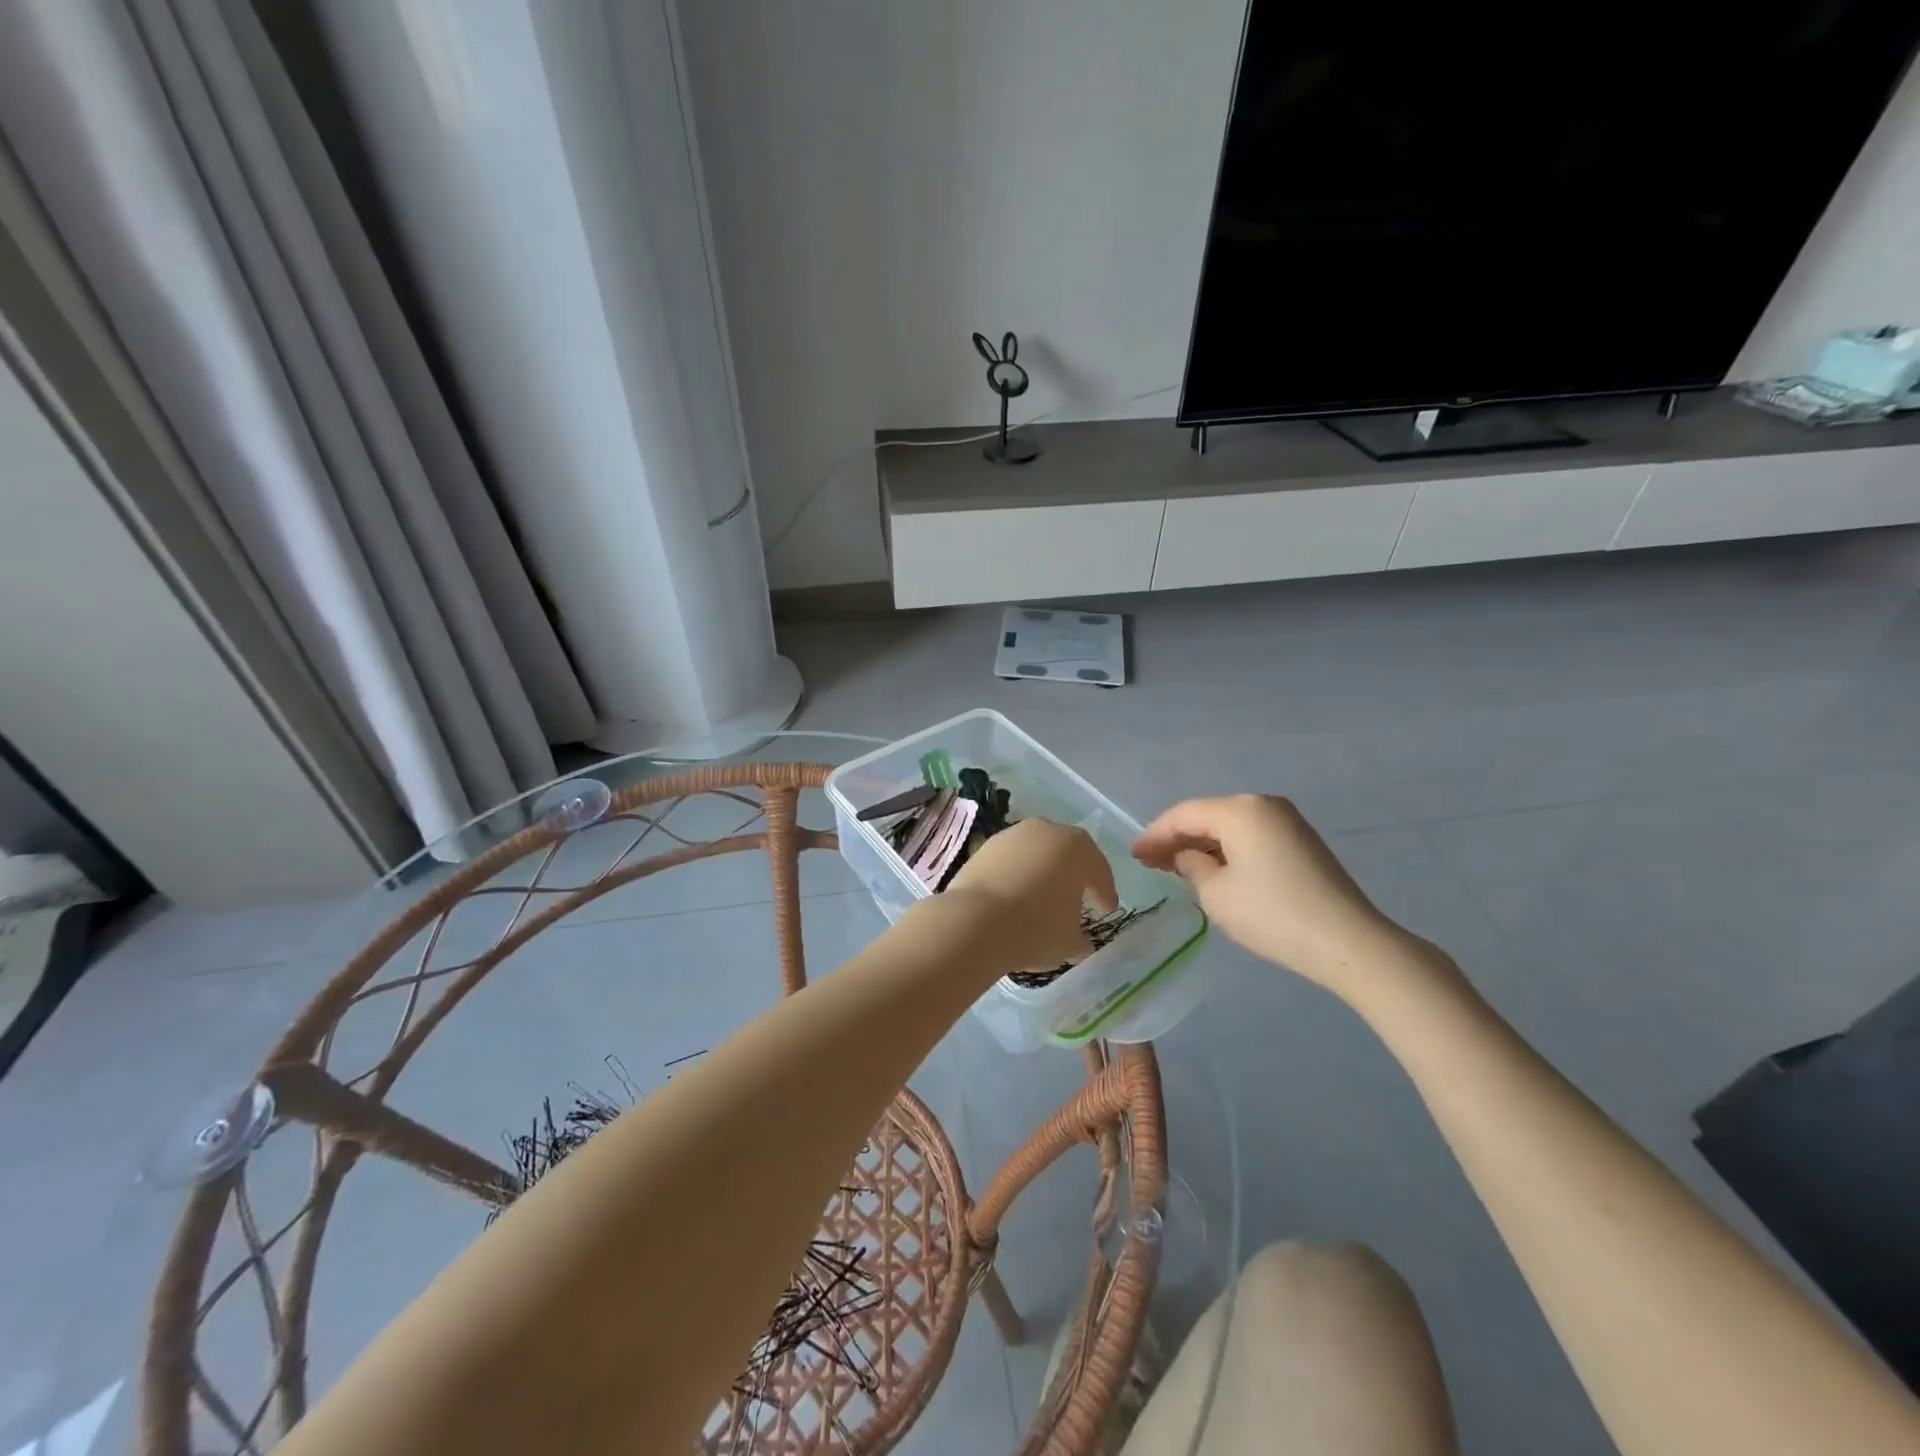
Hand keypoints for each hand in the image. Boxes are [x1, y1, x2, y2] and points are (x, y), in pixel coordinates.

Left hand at [945, 819, 1117, 973]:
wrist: (975, 921)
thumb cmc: (1036, 928)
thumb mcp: (1070, 942)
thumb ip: (1081, 937)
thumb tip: (1079, 940)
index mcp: (1077, 848)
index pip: (1098, 871)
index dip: (1105, 893)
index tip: (1107, 910)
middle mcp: (1046, 831)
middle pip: (1066, 854)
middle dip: (1073, 876)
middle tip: (1078, 899)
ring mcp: (1011, 835)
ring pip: (1036, 854)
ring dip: (1042, 873)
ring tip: (1042, 899)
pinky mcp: (984, 847)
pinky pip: (1010, 862)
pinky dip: (1016, 875)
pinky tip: (1014, 897)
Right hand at [1133, 794, 1420, 998]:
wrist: (1348, 942)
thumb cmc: (1272, 915)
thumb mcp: (1216, 894)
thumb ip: (1192, 866)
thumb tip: (1188, 856)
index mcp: (1239, 810)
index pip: (1183, 814)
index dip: (1154, 834)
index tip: (1134, 855)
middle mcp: (1263, 804)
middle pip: (1207, 815)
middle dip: (1177, 838)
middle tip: (1150, 862)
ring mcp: (1287, 821)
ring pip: (1229, 826)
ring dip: (1202, 845)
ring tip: (1176, 867)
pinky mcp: (1302, 841)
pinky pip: (1251, 836)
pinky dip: (1227, 850)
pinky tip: (1214, 870)